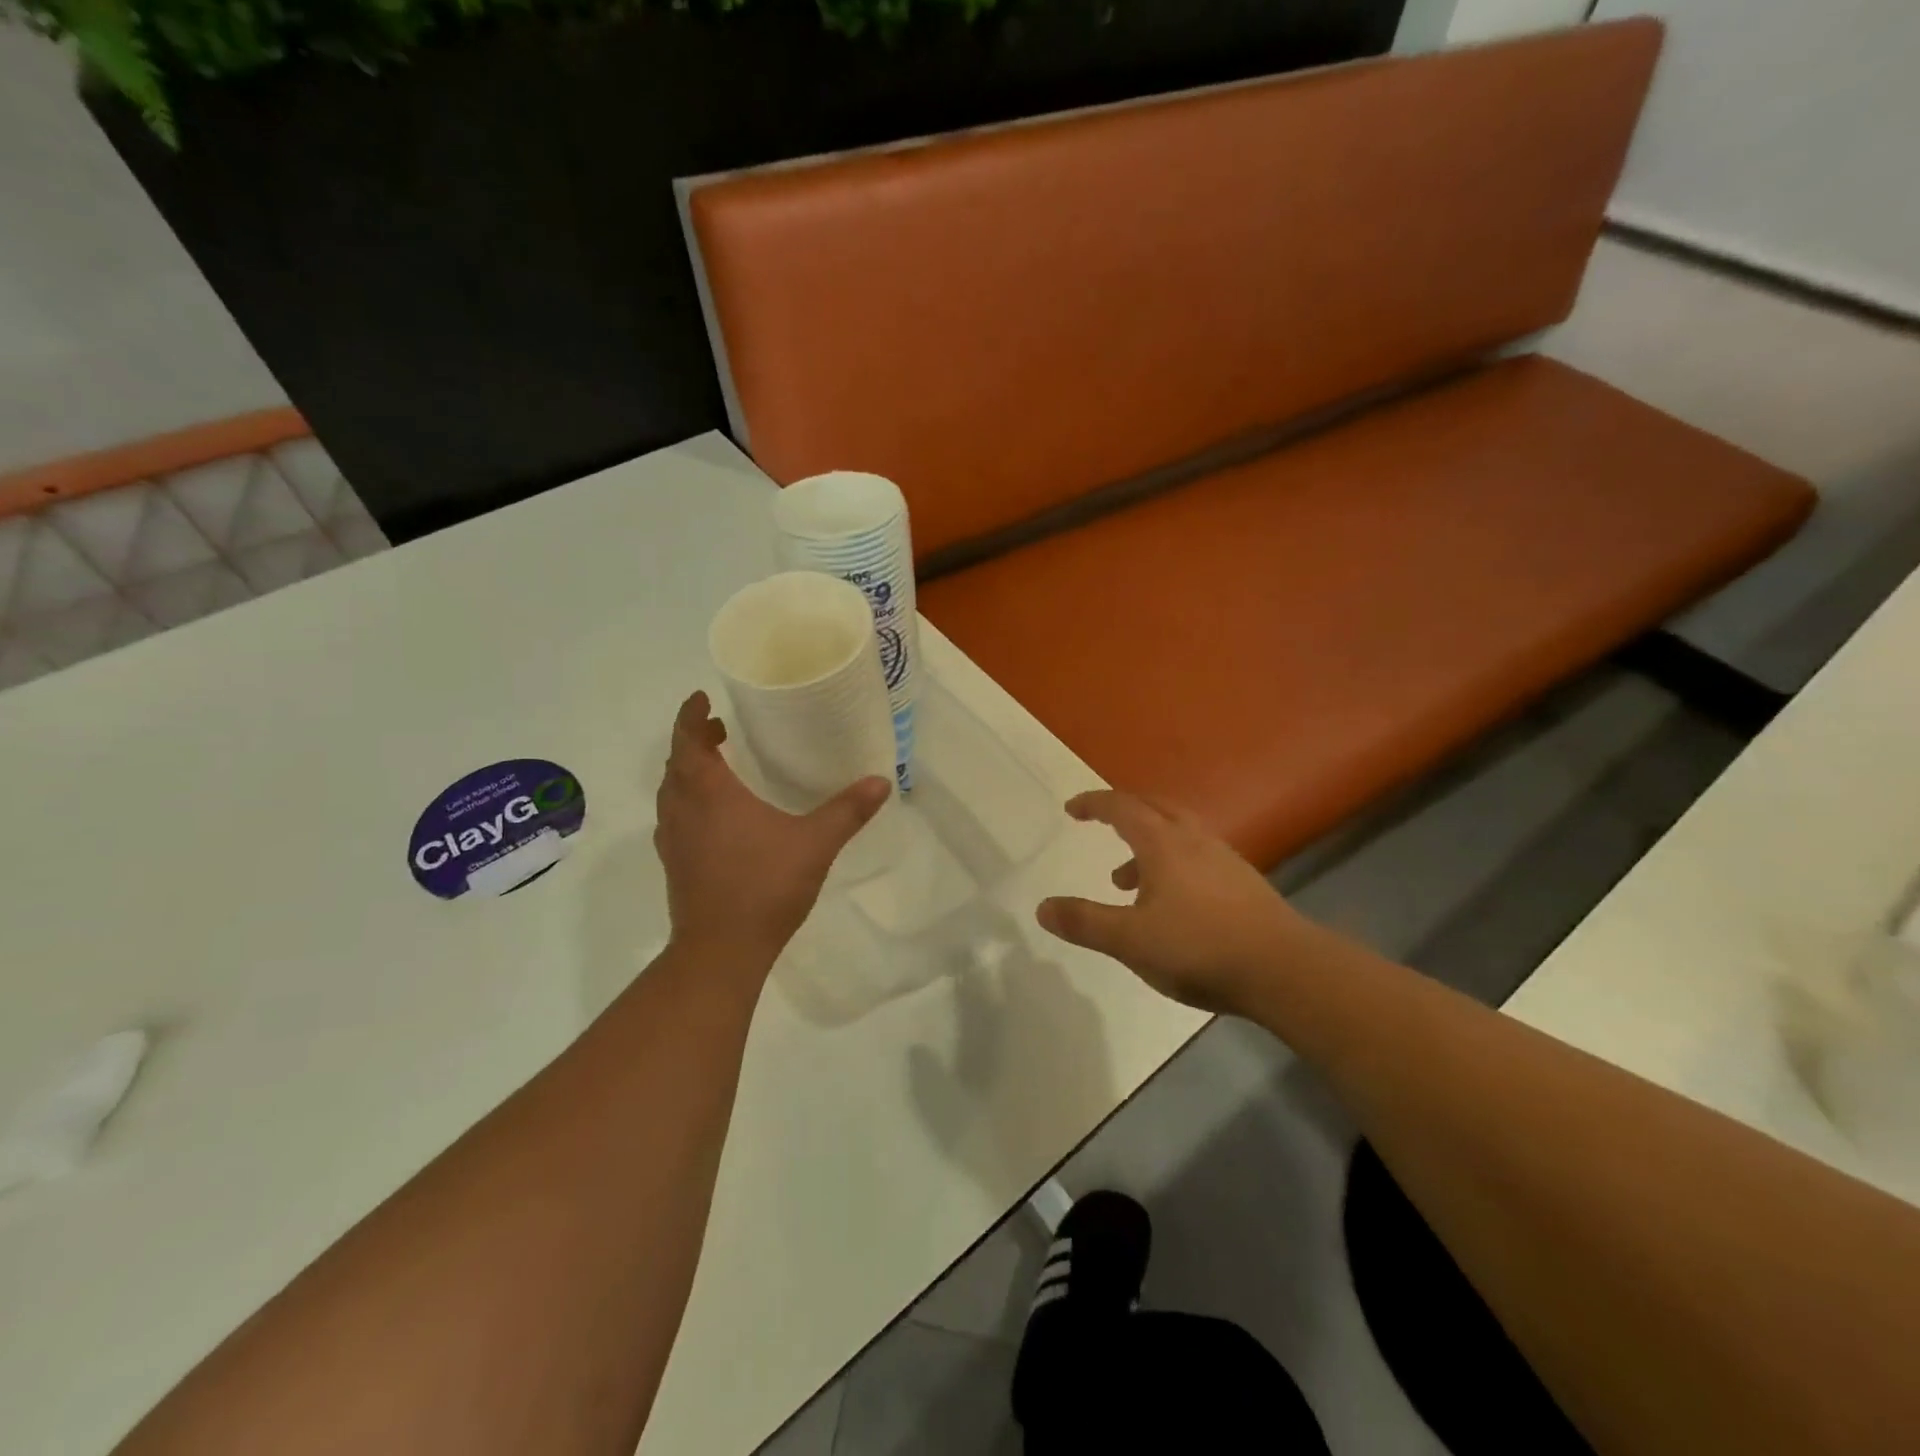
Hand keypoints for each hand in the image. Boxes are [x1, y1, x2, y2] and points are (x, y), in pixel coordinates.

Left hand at [654, 692, 890, 968]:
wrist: (720, 950)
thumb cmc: (764, 887)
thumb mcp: (815, 844)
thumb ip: (847, 811)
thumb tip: (881, 781)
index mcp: (709, 793)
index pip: (688, 740)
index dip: (691, 715)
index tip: (702, 699)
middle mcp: (683, 810)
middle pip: (677, 763)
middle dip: (694, 741)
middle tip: (720, 731)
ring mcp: (674, 839)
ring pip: (671, 792)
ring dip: (688, 772)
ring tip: (718, 767)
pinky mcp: (674, 864)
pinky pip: (674, 818)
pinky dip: (687, 802)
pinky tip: (715, 818)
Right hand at [1036, 790, 1309, 1015]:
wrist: (1284, 969)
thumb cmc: (1199, 948)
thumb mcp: (1130, 940)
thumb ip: (1085, 922)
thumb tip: (1042, 908)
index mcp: (1163, 844)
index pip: (1122, 808)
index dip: (1094, 804)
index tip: (1072, 809)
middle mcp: (1194, 840)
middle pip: (1154, 808)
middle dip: (1123, 811)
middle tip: (1101, 823)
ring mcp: (1224, 859)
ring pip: (1177, 834)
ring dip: (1146, 844)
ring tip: (1124, 881)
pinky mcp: (1243, 883)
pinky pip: (1196, 856)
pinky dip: (1171, 864)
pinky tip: (1170, 903)